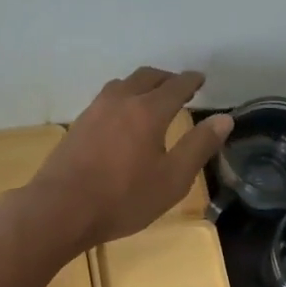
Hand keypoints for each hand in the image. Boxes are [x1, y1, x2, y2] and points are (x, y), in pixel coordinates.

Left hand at [28, 68, 232, 248]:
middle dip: (167, 78)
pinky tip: (122, 118)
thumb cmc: (123, 198)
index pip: (176, 86)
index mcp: (148, 111)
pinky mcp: (78, 125)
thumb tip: (224, 119)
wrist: (61, 209)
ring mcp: (95, 111)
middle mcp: (121, 101)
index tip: (200, 79)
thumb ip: (199, 147)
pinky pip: (106, 99)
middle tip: (179, 86)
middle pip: (147, 77)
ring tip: (151, 98)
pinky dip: (123, 98)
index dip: (191, 81)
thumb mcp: (172, 179)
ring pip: (123, 84)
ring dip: (142, 85)